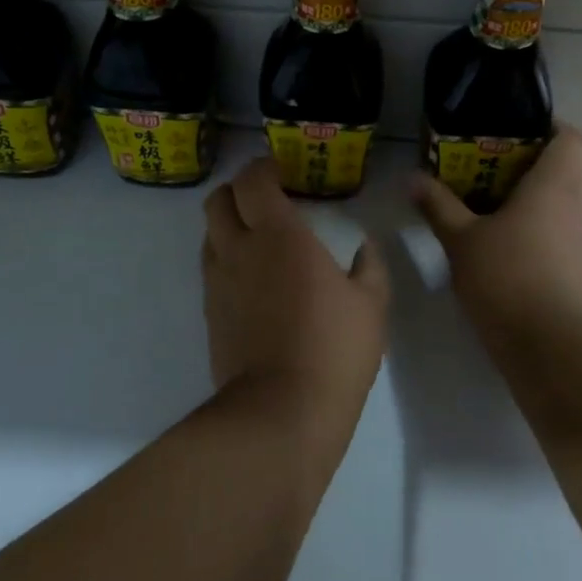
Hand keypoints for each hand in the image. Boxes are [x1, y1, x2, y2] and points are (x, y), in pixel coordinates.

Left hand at [202, 159, 389, 430]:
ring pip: (209, 234)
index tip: (283, 171)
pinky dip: (226, 258)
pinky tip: (253, 277)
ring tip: (258, 237)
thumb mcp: (371, 305)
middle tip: (267, 198)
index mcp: (279, 235)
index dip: (263, 168)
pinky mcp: (210, 313)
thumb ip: (369, 266)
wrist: (281, 412)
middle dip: (239, 190)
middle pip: (218, 200)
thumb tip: (365, 246)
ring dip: (228, 224)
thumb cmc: (334, 349)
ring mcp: (219, 282)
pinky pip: (212, 268)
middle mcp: (239, 249)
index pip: (252, 181)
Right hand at [410, 127, 581, 344]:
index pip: (568, 136)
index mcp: (557, 181)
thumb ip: (438, 205)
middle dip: (536, 168)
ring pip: (571, 206)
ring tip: (500, 213)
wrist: (554, 345)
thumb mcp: (461, 239)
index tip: (510, 138)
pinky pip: (572, 238)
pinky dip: (549, 236)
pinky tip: (516, 253)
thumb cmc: (507, 275)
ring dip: (543, 204)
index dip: (544, 130)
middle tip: (494, 174)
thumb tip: (411, 178)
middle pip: (569, 169)